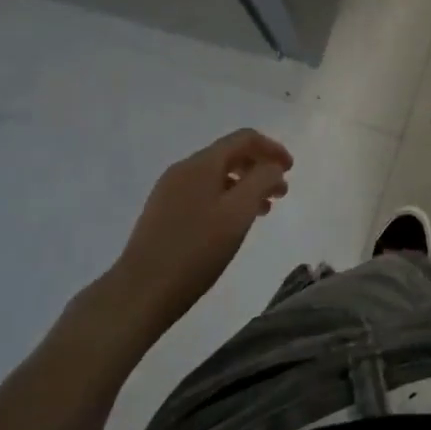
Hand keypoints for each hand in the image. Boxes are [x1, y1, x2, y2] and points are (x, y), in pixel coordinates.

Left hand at [110, 129, 293, 333]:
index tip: (290, 170)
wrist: (140, 291)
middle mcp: (184, 169)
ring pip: (216, 176)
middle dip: (259, 168)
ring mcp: (169, 190)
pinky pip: (202, 193)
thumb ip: (262, 181)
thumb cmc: (196, 250)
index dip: (272, 149)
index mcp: (202, 163)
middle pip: (229, 155)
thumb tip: (273, 167)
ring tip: (262, 212)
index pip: (244, 138)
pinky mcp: (162, 212)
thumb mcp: (239, 213)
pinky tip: (231, 224)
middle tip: (280, 194)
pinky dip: (225, 199)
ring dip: (244, 186)